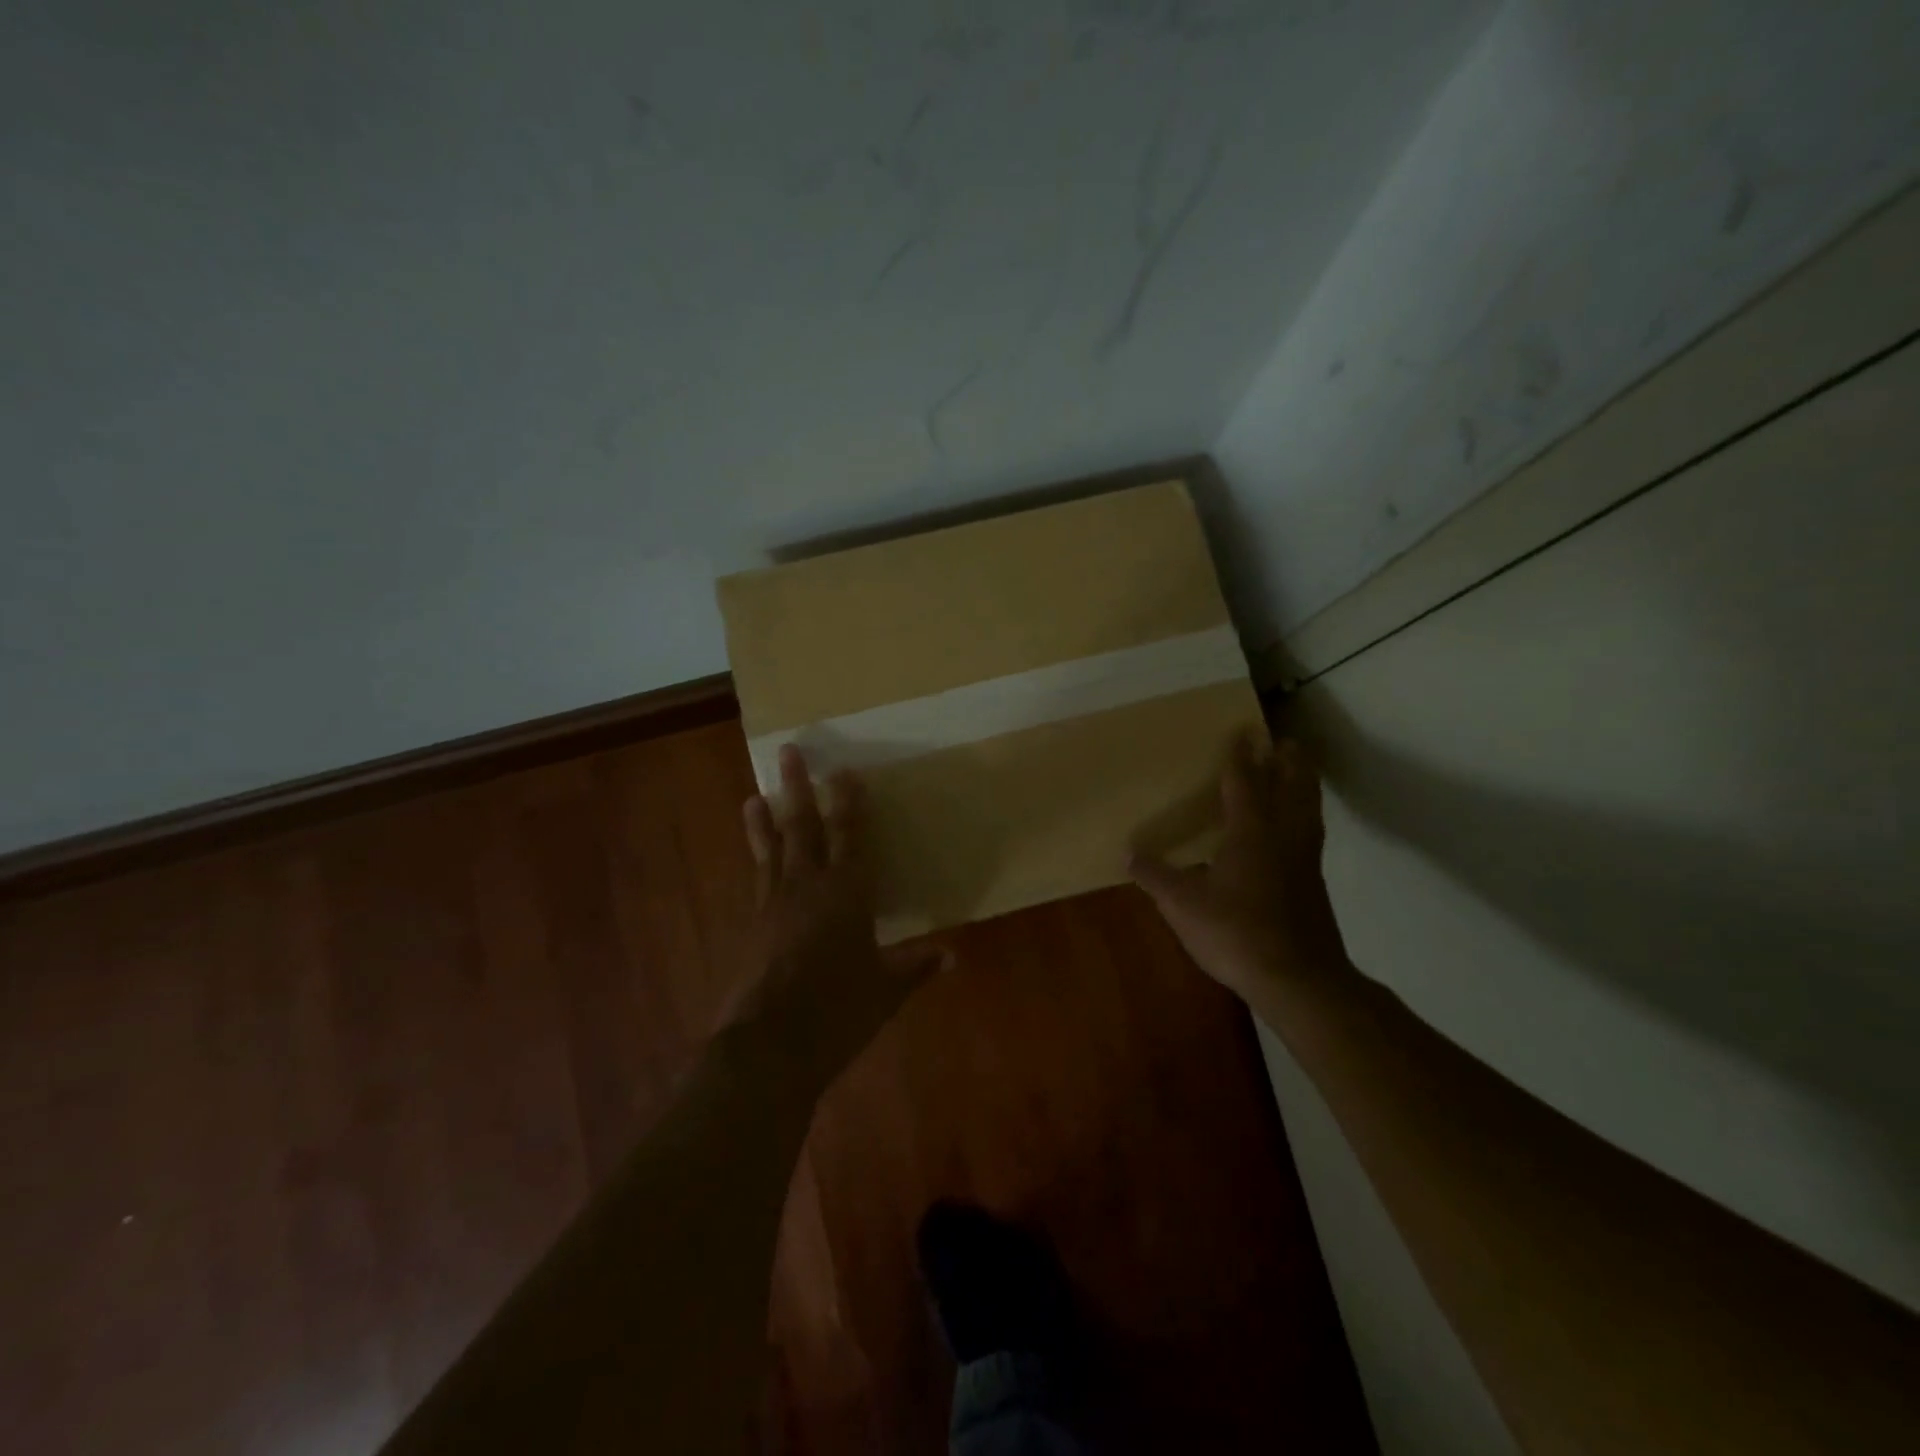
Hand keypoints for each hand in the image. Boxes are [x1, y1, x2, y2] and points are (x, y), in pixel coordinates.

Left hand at [723, 745, 952, 1092]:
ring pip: (771, 849)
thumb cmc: (837, 1010)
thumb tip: (952, 956)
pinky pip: (757, 881)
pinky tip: (755, 860)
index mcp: (847, 892)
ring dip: (765, 821)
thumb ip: (915, 967)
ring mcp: (773, 904)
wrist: (769, 1046)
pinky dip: (757, 862)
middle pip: (803, 826)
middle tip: (788, 751)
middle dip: (798, 787)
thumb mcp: (885, 990)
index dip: (849, 801)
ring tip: (753, 796)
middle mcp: (807, 886)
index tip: (845, 769)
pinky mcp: (752, 927)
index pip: (850, 835)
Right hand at [1130, 735, 1349, 1004]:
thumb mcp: (1183, 905)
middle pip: (1293, 787)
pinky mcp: (1313, 883)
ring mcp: (1304, 860)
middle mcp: (1283, 836)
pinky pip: (1311, 833)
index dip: (1242, 756)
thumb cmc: (1236, 932)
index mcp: (1251, 832)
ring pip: (1309, 809)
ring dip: (1304, 784)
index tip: (1244, 730)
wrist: (1298, 979)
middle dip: (1289, 761)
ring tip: (1298, 771)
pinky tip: (1294, 829)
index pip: (1246, 782)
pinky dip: (1305, 815)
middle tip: (1284, 740)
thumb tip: (1127, 854)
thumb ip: (1155, 877)